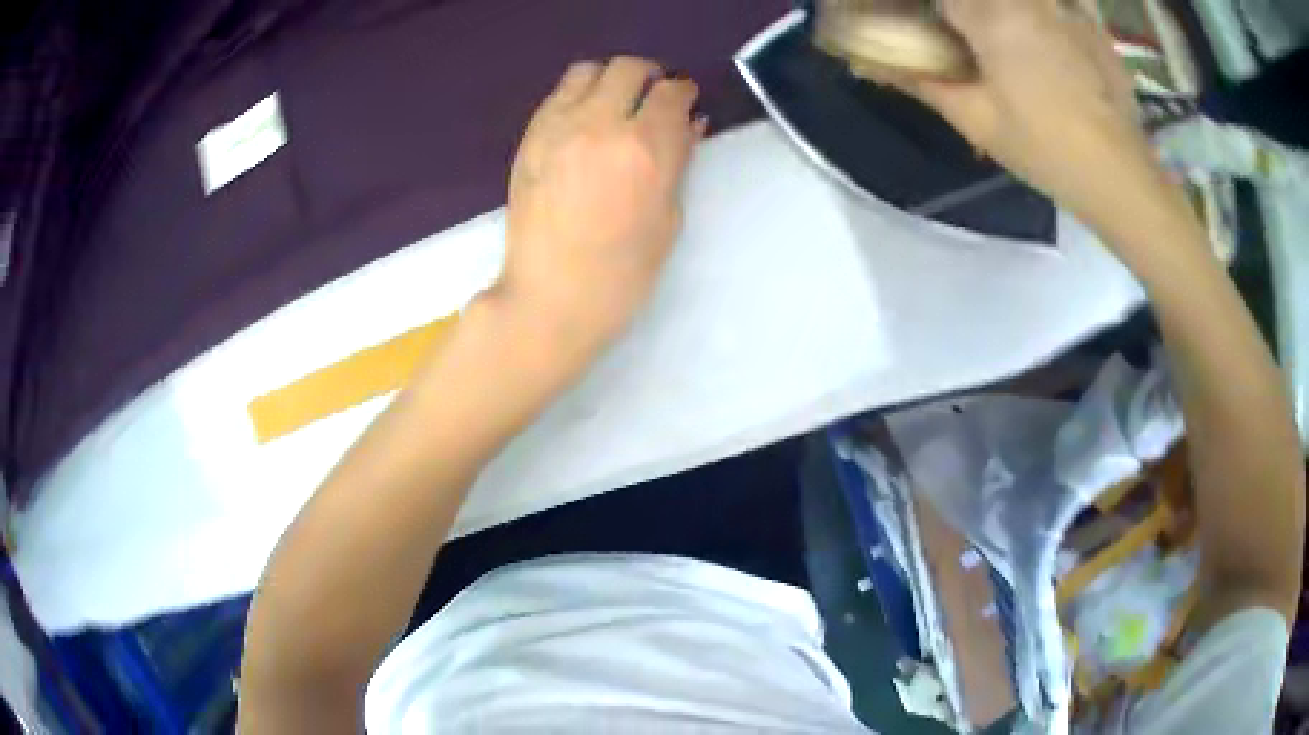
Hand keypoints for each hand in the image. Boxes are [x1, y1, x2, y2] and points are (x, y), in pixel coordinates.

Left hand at [494, 56, 704, 374]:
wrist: (550, 297)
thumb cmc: (622, 273)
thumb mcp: (668, 219)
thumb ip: (679, 162)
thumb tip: (689, 124)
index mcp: (645, 150)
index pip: (671, 93)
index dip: (683, 92)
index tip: (685, 102)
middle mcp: (600, 125)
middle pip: (628, 68)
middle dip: (649, 77)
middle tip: (653, 97)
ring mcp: (557, 128)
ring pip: (587, 71)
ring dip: (609, 80)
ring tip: (615, 104)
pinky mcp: (529, 139)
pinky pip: (556, 95)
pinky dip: (577, 96)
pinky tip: (584, 122)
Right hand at [868, 0, 1168, 230]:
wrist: (1120, 174)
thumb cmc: (1045, 149)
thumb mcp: (976, 119)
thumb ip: (921, 80)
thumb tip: (866, 64)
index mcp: (989, 14)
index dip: (926, 10)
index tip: (927, 27)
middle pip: (977, 0)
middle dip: (961, 13)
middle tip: (963, 33)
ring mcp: (1063, 5)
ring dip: (1001, 14)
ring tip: (999, 40)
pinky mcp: (1091, 19)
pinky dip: (1047, 8)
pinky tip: (1043, 26)